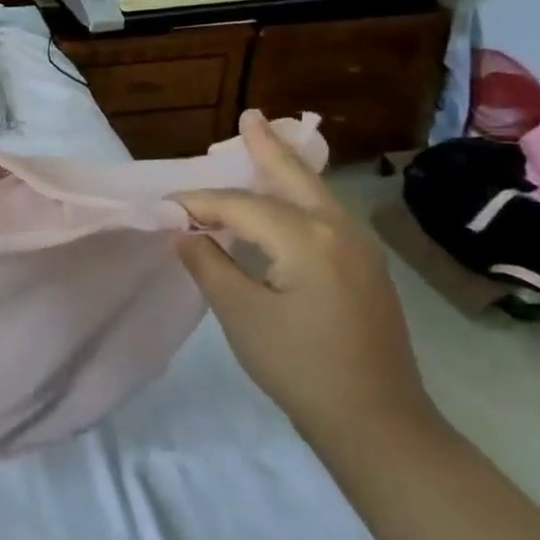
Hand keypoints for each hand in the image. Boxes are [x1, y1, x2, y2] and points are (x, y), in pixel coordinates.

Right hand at [173, 111, 436, 446]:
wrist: (378, 423)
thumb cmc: (300, 366)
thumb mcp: (240, 314)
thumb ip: (208, 264)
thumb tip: (185, 234)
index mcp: (305, 239)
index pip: (238, 206)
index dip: (196, 203)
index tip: (162, 207)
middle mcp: (337, 231)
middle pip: (293, 177)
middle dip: (268, 147)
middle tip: (250, 117)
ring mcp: (358, 250)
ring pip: (314, 194)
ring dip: (286, 169)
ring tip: (264, 145)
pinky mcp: (365, 270)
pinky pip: (324, 215)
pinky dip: (299, 196)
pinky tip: (283, 202)